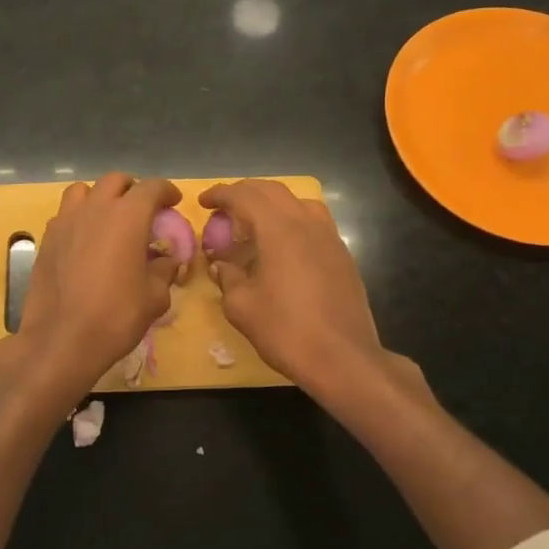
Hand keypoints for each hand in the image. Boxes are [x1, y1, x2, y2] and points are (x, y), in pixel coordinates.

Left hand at [11, 172, 181, 394]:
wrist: (61, 339)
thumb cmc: (115, 316)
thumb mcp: (155, 297)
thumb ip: (164, 271)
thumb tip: (166, 261)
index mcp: (127, 216)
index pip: (151, 187)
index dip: (166, 191)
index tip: (173, 201)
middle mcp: (95, 208)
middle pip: (115, 181)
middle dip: (133, 190)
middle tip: (143, 211)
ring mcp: (66, 221)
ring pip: (83, 190)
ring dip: (100, 197)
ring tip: (109, 219)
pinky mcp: (46, 239)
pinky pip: (65, 214)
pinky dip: (79, 218)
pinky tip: (85, 241)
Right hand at [199, 179, 386, 396]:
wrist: (342, 358)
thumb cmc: (286, 331)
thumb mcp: (242, 306)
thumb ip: (227, 277)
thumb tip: (221, 265)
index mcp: (279, 230)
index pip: (245, 196)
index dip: (222, 194)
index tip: (204, 202)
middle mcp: (307, 224)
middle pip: (274, 191)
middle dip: (246, 192)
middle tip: (225, 208)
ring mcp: (330, 238)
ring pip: (299, 202)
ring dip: (273, 203)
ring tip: (256, 222)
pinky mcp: (343, 255)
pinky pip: (315, 222)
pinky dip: (293, 220)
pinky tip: (284, 245)